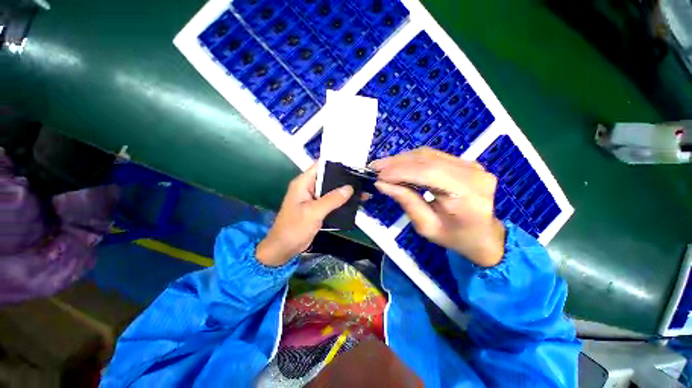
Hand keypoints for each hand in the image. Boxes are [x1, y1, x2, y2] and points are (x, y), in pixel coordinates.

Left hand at [256, 163, 353, 265]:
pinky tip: (354, 202)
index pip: (320, 166)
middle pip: (328, 177)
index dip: (335, 162)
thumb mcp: (314, 212)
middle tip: (362, 177)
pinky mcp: (318, 208)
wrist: (284, 248)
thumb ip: (332, 199)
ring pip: (331, 190)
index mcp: (303, 183)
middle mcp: (308, 187)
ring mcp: (313, 198)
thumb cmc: (294, 228)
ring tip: (362, 189)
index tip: (352, 163)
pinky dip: (341, 201)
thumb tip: (350, 187)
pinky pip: (331, 201)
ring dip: (344, 190)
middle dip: (344, 178)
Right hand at [370, 147, 504, 266]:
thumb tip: (382, 184)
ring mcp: (471, 165)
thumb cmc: (455, 237)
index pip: (428, 173)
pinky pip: (434, 155)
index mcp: (467, 194)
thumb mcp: (426, 226)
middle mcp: (473, 173)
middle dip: (397, 163)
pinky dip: (412, 159)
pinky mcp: (465, 162)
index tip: (378, 176)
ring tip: (383, 166)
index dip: (400, 172)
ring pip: (429, 154)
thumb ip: (406, 201)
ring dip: (402, 159)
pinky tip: (399, 164)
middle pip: (428, 160)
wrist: (484, 235)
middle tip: (375, 167)